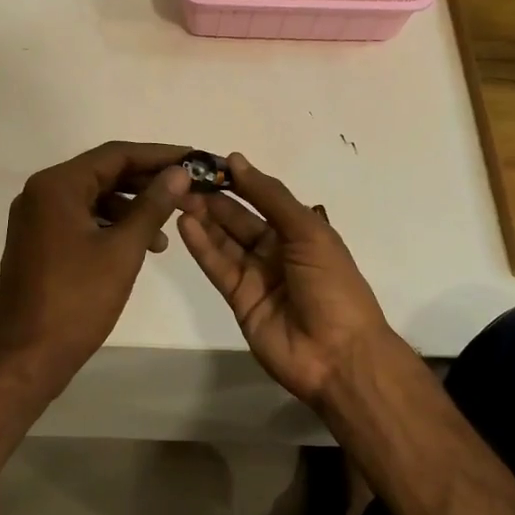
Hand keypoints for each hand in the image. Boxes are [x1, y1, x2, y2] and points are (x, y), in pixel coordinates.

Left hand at [0, 141, 192, 392]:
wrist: (26, 357)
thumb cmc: (77, 300)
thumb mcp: (123, 250)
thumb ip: (152, 206)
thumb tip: (179, 173)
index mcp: (57, 186)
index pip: (115, 154)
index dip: (158, 155)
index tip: (193, 159)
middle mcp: (41, 192)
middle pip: (104, 173)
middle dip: (147, 182)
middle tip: (188, 191)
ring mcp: (37, 218)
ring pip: (94, 197)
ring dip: (131, 207)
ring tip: (166, 231)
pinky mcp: (39, 241)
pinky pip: (81, 218)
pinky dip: (111, 225)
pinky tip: (139, 246)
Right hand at [177, 153, 394, 405]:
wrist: (338, 355)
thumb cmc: (332, 285)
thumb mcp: (308, 232)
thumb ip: (271, 197)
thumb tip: (236, 160)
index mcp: (299, 231)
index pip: (262, 199)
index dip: (238, 181)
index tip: (208, 162)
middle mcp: (276, 250)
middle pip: (238, 219)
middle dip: (213, 199)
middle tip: (182, 179)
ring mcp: (256, 276)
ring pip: (224, 241)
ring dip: (203, 219)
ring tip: (177, 196)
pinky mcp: (238, 299)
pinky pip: (217, 267)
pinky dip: (201, 246)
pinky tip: (185, 223)